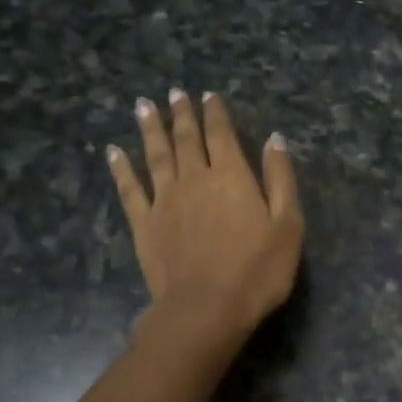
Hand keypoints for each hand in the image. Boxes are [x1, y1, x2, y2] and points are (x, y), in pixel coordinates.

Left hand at [107, 90, 303, 337]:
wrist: (206, 308)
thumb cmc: (257, 270)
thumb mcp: (287, 225)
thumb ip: (280, 179)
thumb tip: (274, 139)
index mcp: (232, 176)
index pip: (221, 134)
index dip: (215, 112)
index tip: (208, 94)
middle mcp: (195, 179)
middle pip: (186, 138)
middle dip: (182, 113)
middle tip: (175, 92)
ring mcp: (165, 200)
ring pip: (156, 155)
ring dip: (150, 128)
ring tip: (143, 105)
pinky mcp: (144, 224)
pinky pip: (129, 188)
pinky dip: (121, 168)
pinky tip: (113, 152)